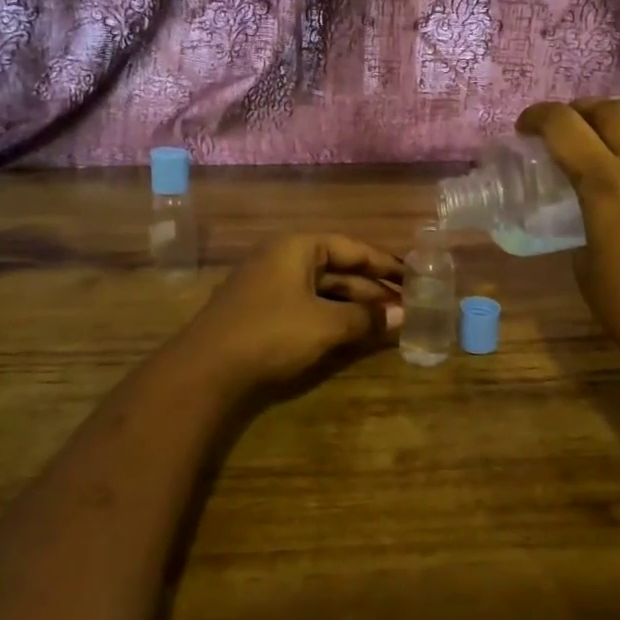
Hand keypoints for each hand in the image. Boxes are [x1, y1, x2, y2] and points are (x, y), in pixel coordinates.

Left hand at [170, 233, 403, 396]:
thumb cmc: (270, 334)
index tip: (415, 277)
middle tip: (408, 306)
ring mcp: (270, 285)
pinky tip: (353, 334)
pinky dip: (333, 317)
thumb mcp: (324, 325)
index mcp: (298, 247)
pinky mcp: (262, 313)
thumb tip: (403, 317)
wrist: (204, 371)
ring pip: (323, 290)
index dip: (385, 263)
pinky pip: (308, 306)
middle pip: (339, 269)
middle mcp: (283, 258)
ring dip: (354, 306)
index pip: (353, 248)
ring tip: (388, 323)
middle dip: (372, 289)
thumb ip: (365, 319)